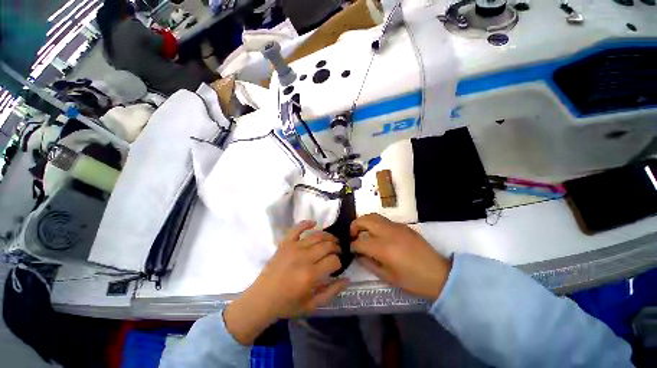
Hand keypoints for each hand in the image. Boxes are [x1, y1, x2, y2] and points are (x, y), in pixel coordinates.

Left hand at [224, 220, 347, 344]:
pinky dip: (306, 223)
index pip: (333, 261)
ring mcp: (293, 248)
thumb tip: (348, 279)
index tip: (337, 266)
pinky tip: (314, 223)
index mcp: (310, 275)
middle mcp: (304, 258)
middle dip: (336, 247)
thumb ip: (331, 291)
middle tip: (337, 252)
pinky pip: (297, 228)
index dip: (339, 262)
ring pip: (316, 235)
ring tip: (332, 240)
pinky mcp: (285, 243)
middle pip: (327, 245)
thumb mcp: (312, 305)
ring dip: (328, 236)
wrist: (262, 299)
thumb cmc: (287, 304)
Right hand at [350, 214, 451, 301]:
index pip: (360, 242)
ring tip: (363, 232)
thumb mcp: (388, 277)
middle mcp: (388, 233)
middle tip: (353, 235)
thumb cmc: (413, 280)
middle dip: (354, 226)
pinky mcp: (403, 225)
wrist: (439, 274)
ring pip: (374, 216)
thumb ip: (369, 263)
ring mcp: (396, 227)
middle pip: (364, 220)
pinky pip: (384, 220)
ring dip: (364, 222)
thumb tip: (358, 254)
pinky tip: (378, 234)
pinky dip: (375, 223)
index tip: (351, 249)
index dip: (352, 246)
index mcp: (383, 248)